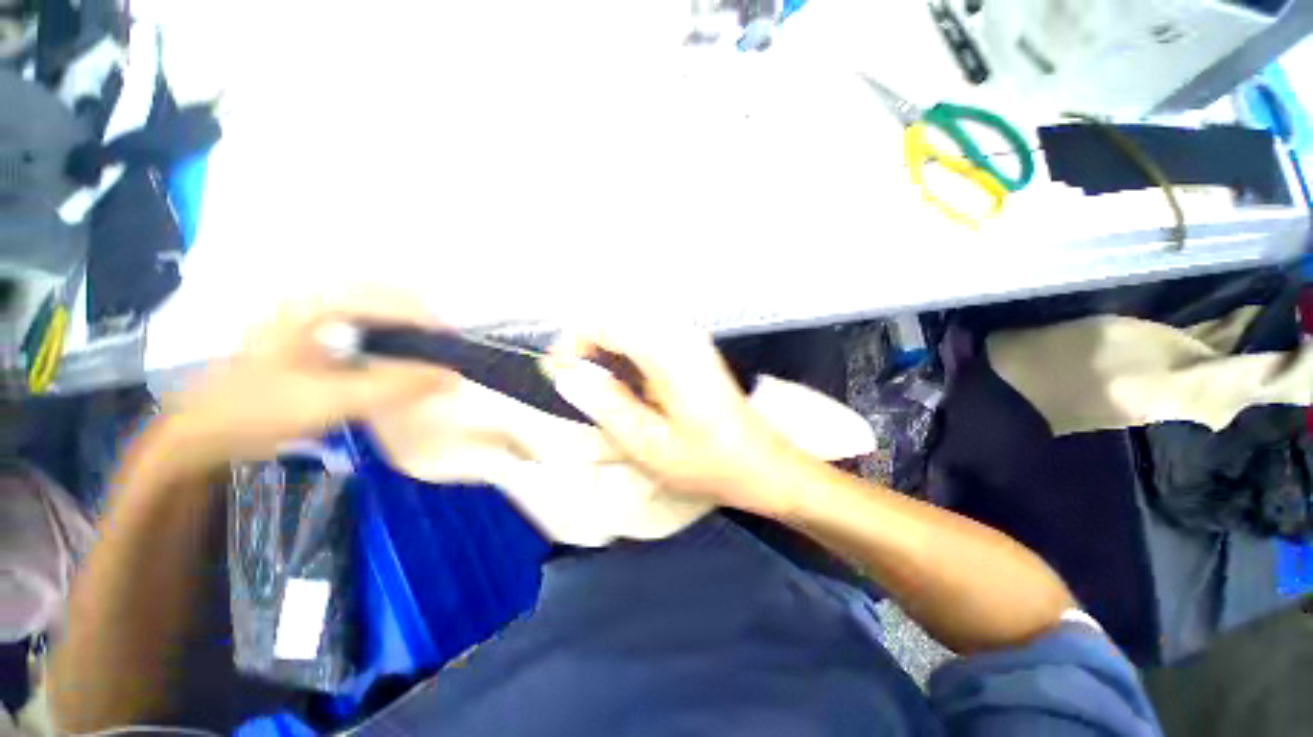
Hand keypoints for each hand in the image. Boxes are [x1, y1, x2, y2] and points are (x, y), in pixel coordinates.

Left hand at [158, 292, 456, 468]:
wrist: (205, 432)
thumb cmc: (261, 408)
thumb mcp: (332, 399)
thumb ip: (395, 386)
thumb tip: (453, 377)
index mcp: (315, 306)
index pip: (388, 298)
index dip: (426, 318)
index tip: (454, 343)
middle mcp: (317, 304)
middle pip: (386, 298)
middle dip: (422, 319)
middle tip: (447, 347)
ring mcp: (314, 321)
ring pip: (377, 313)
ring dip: (409, 329)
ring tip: (432, 353)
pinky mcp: (315, 341)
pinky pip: (365, 332)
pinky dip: (392, 343)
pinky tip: (401, 363)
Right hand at [544, 324, 805, 517]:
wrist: (761, 464)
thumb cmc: (706, 462)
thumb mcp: (647, 444)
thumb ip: (605, 405)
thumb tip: (569, 375)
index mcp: (668, 352)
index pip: (605, 322)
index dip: (572, 343)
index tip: (559, 374)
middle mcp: (680, 333)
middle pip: (617, 315)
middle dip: (586, 343)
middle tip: (574, 381)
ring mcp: (691, 338)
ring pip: (632, 323)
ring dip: (605, 347)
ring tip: (595, 385)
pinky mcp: (694, 348)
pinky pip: (648, 335)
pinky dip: (626, 351)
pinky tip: (625, 382)